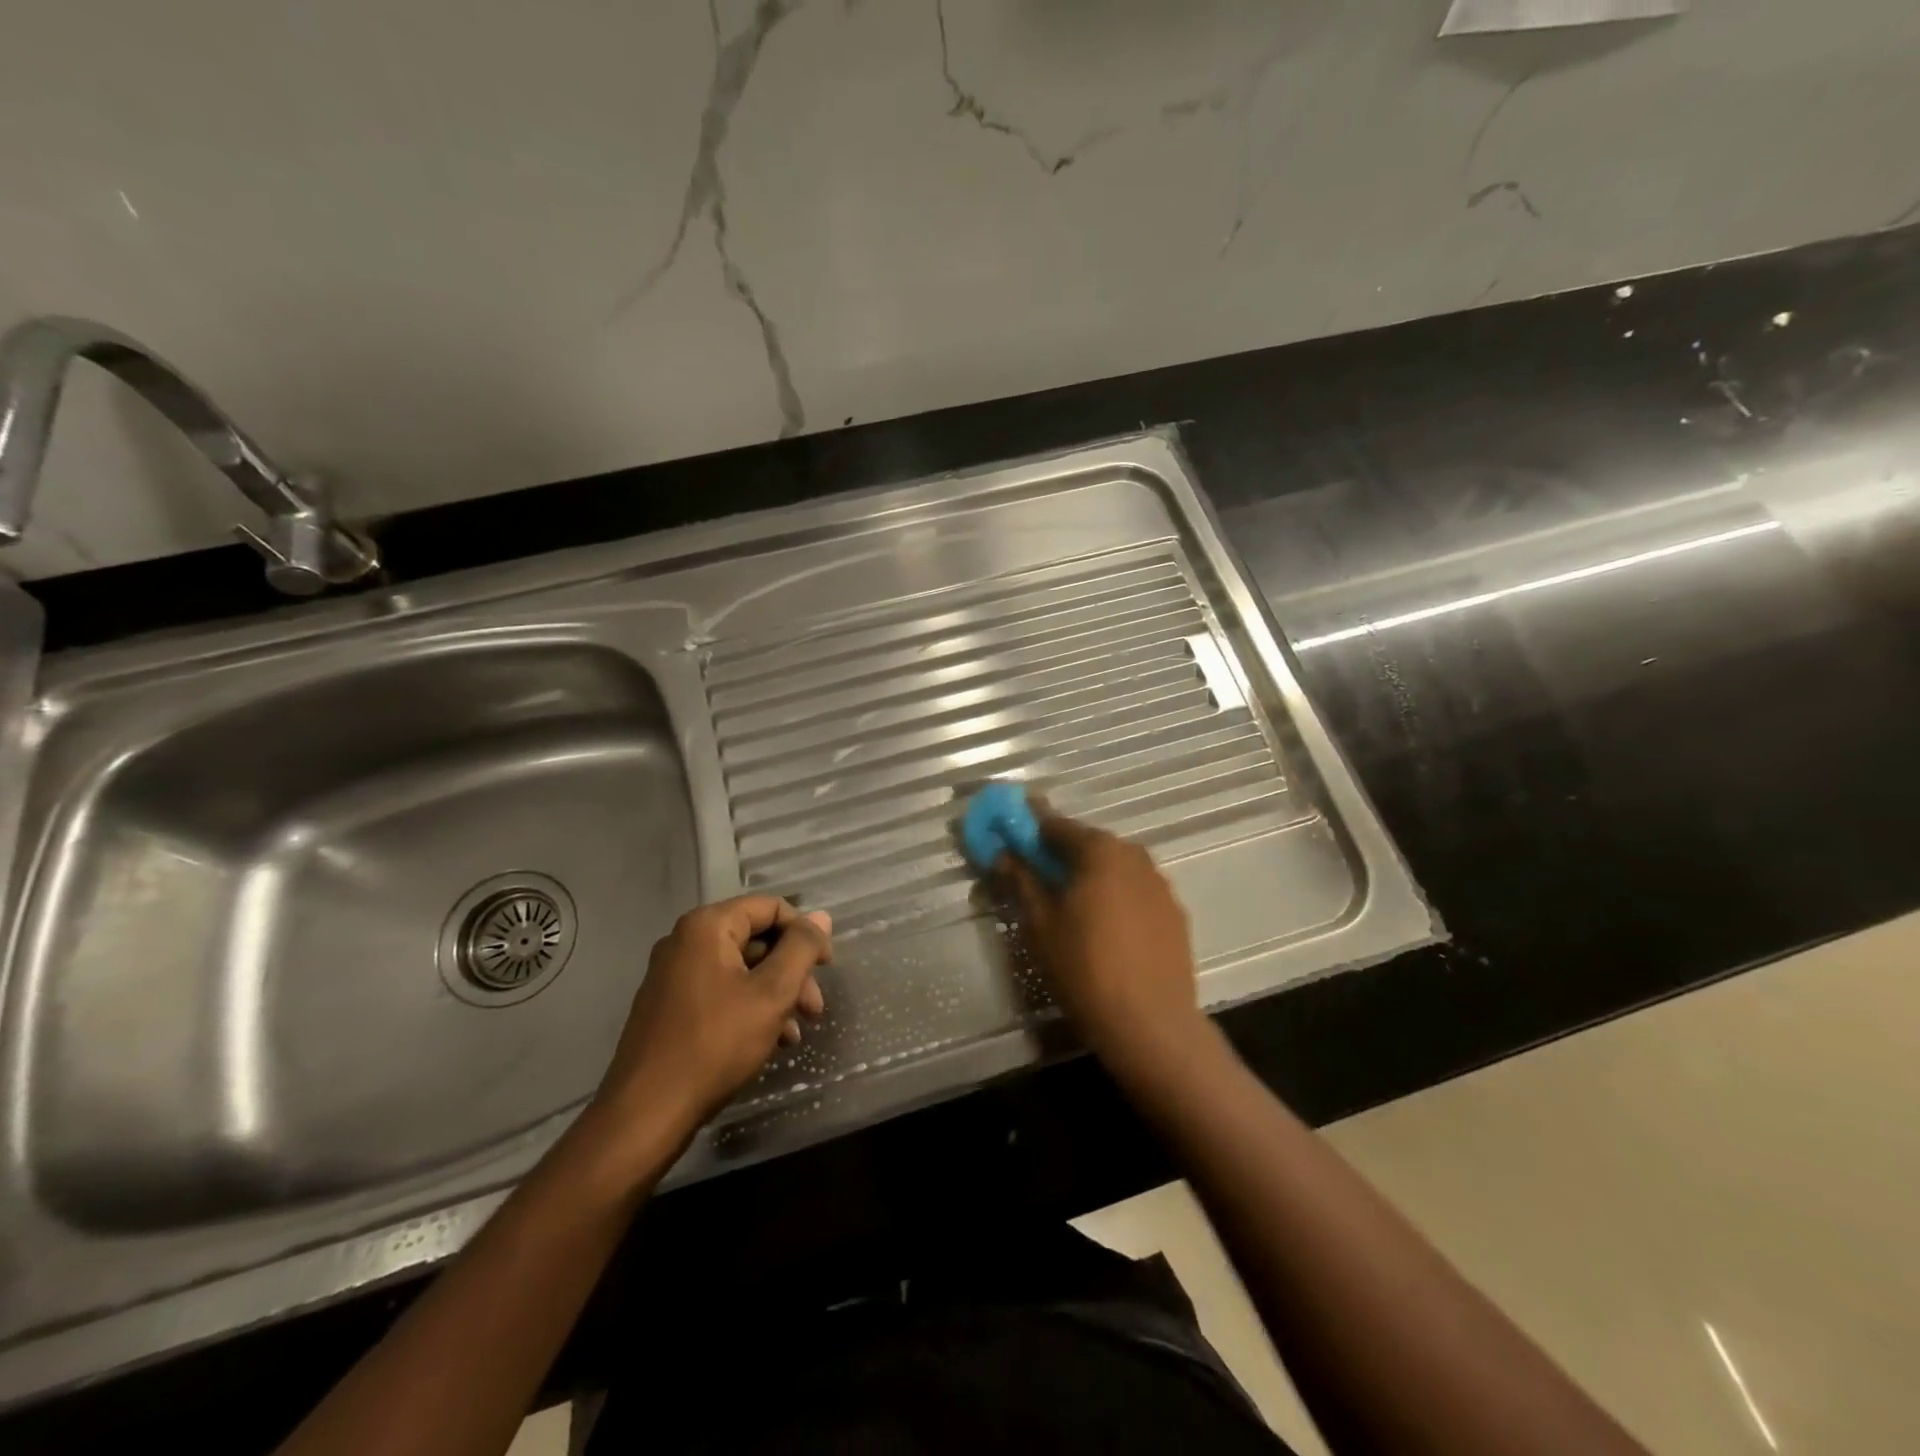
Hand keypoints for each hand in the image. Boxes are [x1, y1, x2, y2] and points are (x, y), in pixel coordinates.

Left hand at [596, 896, 830, 1134]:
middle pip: (756, 939)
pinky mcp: (669, 1007)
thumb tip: (821, 916)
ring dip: (776, 994)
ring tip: (795, 1033)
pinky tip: (770, 1042)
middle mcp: (685, 941)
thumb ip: (801, 948)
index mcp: (707, 927)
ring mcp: (672, 975)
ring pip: (741, 969)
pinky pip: (721, 992)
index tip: (826, 967)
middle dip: (792, 971)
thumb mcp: (771, 993)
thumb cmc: (715, 1045)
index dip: (805, 933)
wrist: (646, 1114)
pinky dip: (750, 1008)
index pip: (770, 908)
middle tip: (814, 1009)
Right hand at [998, 806, 1207, 1084]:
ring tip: (1069, 904)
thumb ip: (1022, 881)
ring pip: (1114, 868)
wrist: (1152, 1025)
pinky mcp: (1175, 912)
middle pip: (1088, 844)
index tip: (1010, 833)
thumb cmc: (1085, 969)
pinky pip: (1135, 891)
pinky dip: (1115, 896)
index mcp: (1100, 850)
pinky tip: (1104, 926)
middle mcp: (1134, 855)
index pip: (1056, 825)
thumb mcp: (1041, 925)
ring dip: (1090, 875)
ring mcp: (1160, 884)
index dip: (1029, 828)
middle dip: (1060, 854)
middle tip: (1035, 874)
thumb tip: (1002, 854)